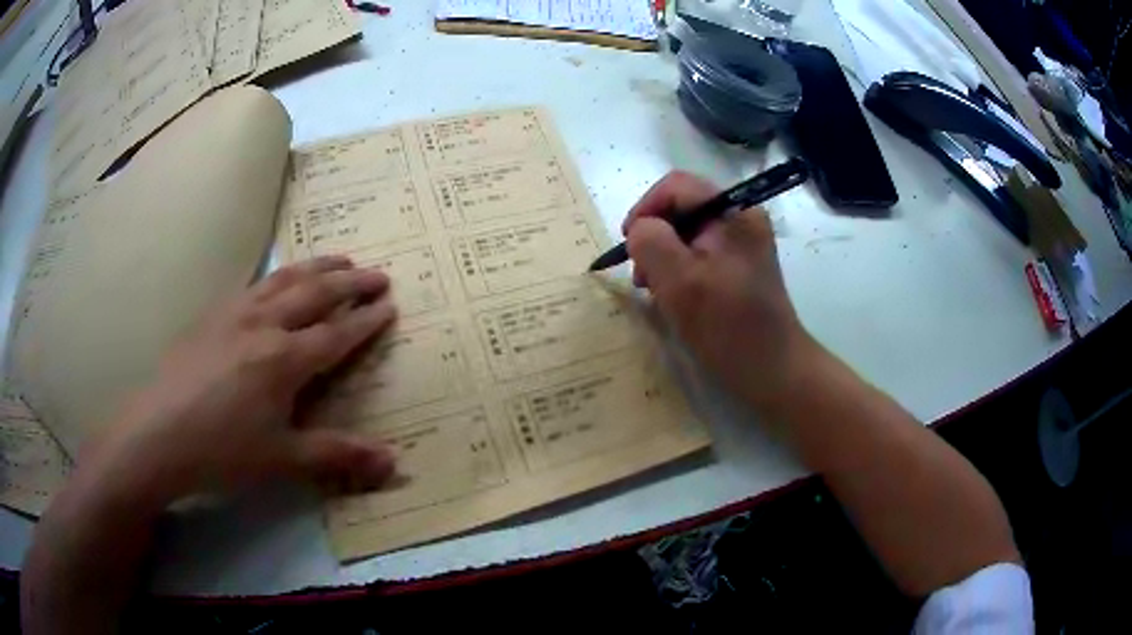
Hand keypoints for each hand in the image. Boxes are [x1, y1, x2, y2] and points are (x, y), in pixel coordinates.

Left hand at [83, 256, 398, 504]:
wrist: (157, 433)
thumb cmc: (222, 450)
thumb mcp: (282, 459)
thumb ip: (337, 455)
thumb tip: (393, 465)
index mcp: (285, 360)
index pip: (336, 334)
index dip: (366, 320)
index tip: (390, 305)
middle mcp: (264, 325)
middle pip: (315, 294)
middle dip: (350, 282)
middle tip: (378, 273)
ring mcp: (235, 313)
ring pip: (284, 279)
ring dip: (316, 267)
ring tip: (339, 259)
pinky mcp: (212, 315)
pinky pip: (254, 285)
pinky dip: (278, 276)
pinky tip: (278, 280)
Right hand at [623, 171, 819, 412]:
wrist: (773, 370)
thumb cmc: (727, 326)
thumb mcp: (679, 280)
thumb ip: (650, 241)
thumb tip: (640, 228)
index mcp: (733, 212)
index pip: (676, 186)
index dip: (645, 209)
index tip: (628, 245)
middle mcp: (742, 218)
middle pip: (682, 209)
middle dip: (654, 238)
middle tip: (642, 277)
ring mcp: (744, 243)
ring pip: (688, 233)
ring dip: (664, 257)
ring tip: (656, 291)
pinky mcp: (741, 266)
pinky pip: (700, 254)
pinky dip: (680, 270)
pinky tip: (676, 298)